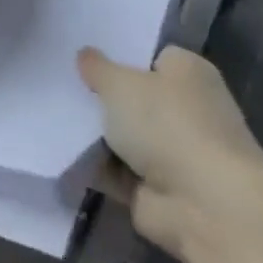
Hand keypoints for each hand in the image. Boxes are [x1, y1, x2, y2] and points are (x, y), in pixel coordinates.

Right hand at [78, 45, 262, 259]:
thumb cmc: (168, 125)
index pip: (152, 57)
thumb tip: (86, 55)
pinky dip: (97, 165)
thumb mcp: (119, 83)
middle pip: (136, 97)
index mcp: (189, 73)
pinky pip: (118, 169)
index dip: (120, 57)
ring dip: (97, 134)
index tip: (86, 59)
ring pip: (125, 135)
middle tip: (63, 85)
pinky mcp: (161, 190)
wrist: (207, 207)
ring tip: (55, 116)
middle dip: (104, 98)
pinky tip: (65, 151)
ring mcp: (178, 154)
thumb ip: (97, 67)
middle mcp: (189, 110)